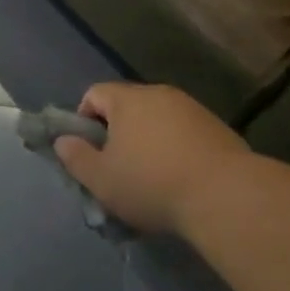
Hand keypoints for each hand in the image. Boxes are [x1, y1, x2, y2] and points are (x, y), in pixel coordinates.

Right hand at [52, 82, 256, 234]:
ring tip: (153, 178)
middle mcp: (159, 94)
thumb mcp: (101, 179)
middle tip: (119, 168)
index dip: (84, 119)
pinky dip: (177, 149)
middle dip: (118, 132)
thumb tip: (63, 141)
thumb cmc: (152, 184)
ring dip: (149, 141)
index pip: (94, 94)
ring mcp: (192, 108)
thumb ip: (75, 158)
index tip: (90, 152)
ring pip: (158, 119)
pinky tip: (182, 180)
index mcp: (127, 99)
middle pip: (128, 105)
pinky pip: (185, 132)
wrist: (226, 196)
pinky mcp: (218, 128)